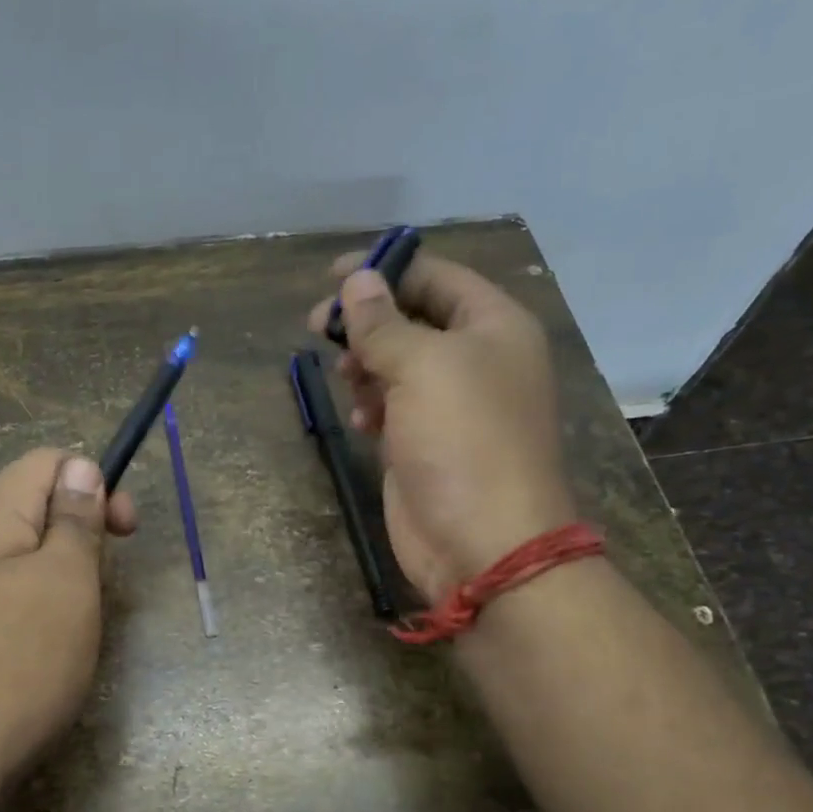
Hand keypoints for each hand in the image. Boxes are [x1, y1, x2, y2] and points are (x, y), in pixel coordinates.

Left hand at [0, 449, 135, 800]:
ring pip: (22, 553)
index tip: (124, 531)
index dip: (94, 480)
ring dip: (63, 571)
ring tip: (81, 616)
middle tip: (104, 580)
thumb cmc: (19, 665)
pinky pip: (5, 593)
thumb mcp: (66, 583)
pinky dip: (39, 604)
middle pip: (31, 504)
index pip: (44, 461)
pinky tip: (48, 644)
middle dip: (81, 529)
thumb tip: (80, 468)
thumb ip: (75, 520)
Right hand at [307, 253, 574, 601]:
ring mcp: (452, 406)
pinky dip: (372, 406)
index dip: (385, 269)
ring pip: (398, 365)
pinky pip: (393, 407)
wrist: (483, 542)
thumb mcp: (422, 367)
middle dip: (367, 322)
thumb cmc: (463, 440)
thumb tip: (357, 280)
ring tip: (347, 381)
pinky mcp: (427, 444)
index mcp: (493, 326)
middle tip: (319, 328)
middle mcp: (477, 359)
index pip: (436, 276)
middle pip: (413, 320)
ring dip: (366, 366)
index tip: (331, 275)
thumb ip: (383, 323)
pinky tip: (362, 420)